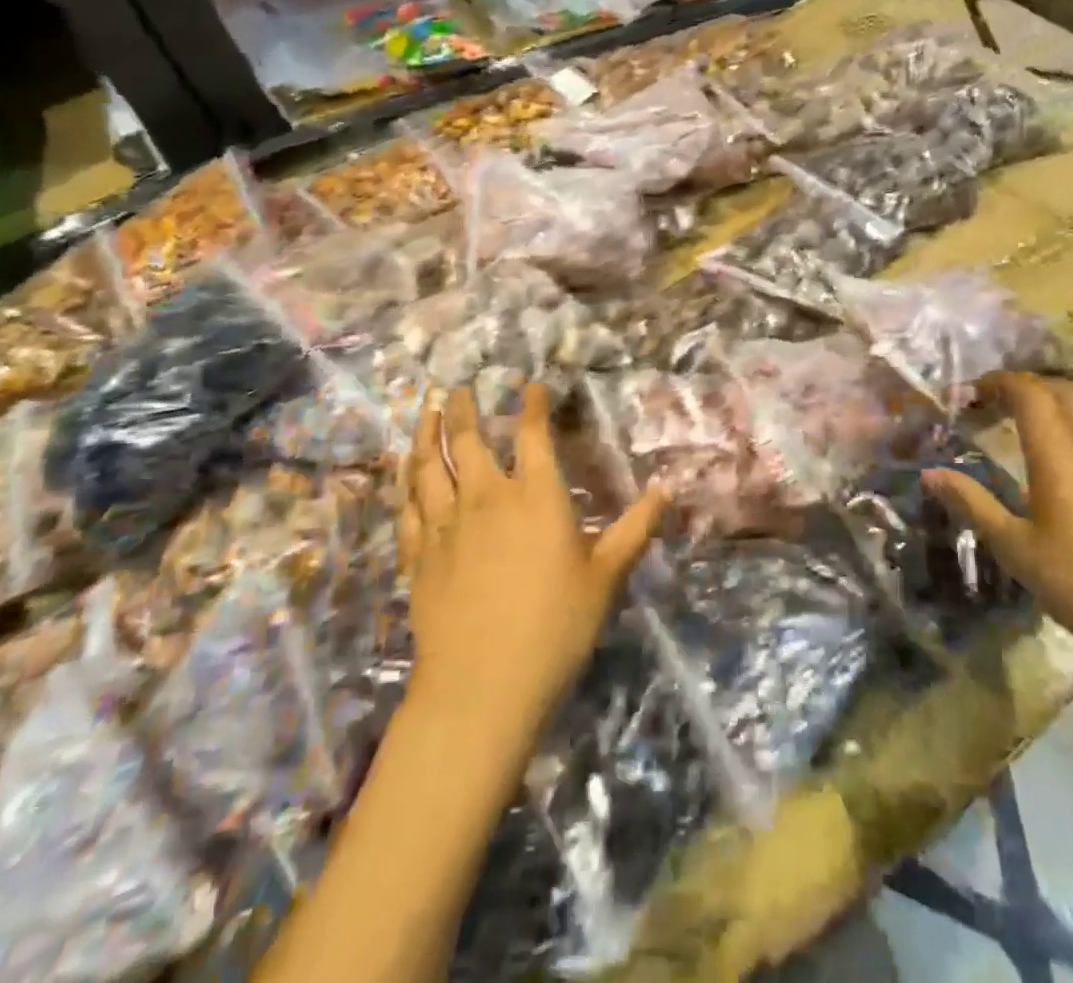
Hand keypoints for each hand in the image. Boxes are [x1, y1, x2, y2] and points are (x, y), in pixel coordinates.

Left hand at [399, 384, 665, 733]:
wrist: (481, 686)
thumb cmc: (555, 627)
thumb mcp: (607, 576)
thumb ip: (636, 527)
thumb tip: (668, 486)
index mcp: (536, 497)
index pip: (532, 435)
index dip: (531, 404)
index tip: (530, 385)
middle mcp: (486, 498)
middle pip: (468, 440)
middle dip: (465, 408)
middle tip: (461, 388)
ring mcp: (445, 526)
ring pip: (428, 466)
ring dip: (427, 433)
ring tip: (427, 410)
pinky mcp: (418, 556)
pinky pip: (407, 507)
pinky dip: (404, 482)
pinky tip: (404, 472)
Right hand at [921, 373, 1072, 680]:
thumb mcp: (1016, 548)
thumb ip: (973, 503)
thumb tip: (930, 473)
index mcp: (1059, 451)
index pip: (1028, 391)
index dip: (995, 383)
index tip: (967, 396)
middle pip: (1061, 389)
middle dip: (1023, 387)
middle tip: (991, 406)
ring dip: (1055, 400)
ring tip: (1027, 422)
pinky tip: (1068, 459)